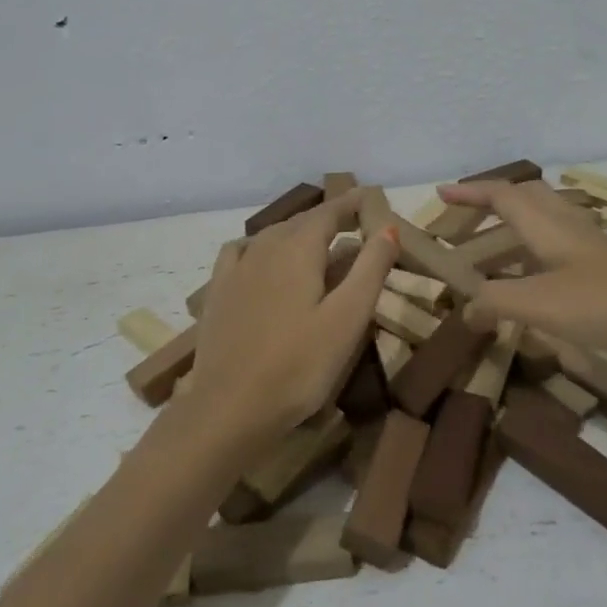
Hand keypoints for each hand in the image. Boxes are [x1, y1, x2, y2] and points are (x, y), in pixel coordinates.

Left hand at [189, 190, 399, 447]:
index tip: (371, 197)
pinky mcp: (218, 292)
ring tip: (319, 243)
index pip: (330, 211)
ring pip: (273, 235)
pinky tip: (264, 259)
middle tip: (354, 222)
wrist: (229, 409)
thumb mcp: (347, 318)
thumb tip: (387, 226)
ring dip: (299, 232)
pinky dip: (262, 246)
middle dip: (330, 218)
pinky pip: (242, 251)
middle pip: (302, 221)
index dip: (352, 203)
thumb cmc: (298, 366)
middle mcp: (265, 246)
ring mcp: (237, 268)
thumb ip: (370, 268)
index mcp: (298, 248)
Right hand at [437, 179, 606, 375]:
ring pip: (547, 222)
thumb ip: (498, 302)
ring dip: (516, 227)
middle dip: (494, 201)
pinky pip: (562, 249)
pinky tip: (538, 283)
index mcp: (548, 228)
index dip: (470, 193)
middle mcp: (569, 229)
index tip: (441, 192)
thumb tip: (464, 306)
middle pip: (528, 198)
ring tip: (494, 251)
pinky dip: (538, 255)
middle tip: (468, 218)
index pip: (502, 197)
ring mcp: (593, 249)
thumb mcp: (543, 305)